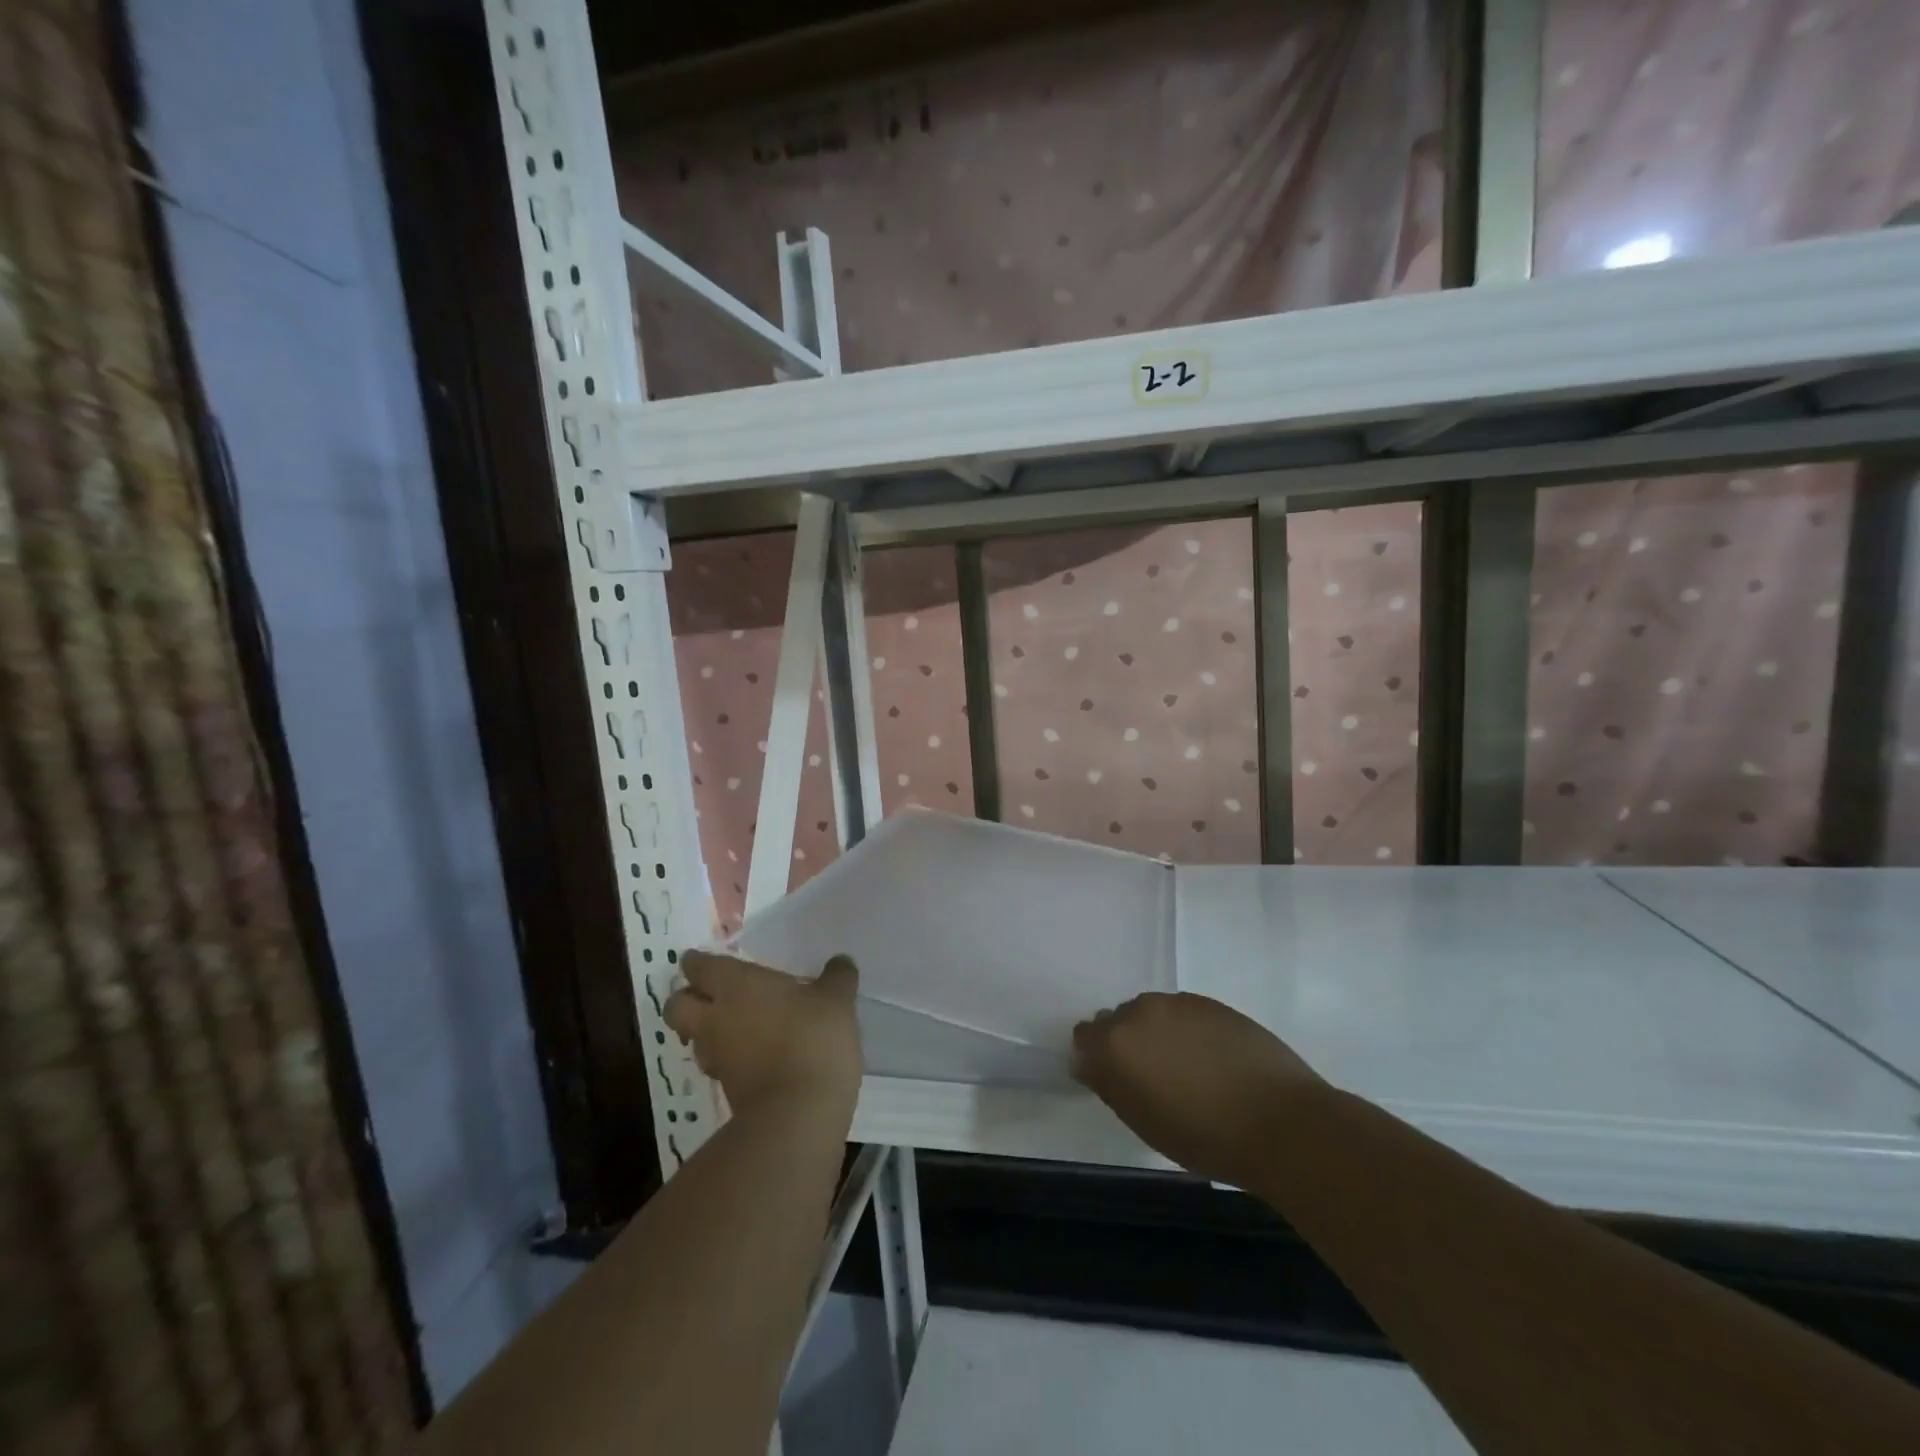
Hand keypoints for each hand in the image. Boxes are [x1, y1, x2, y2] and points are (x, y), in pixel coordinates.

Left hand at [664, 952, 862, 1116]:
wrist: (799, 1113)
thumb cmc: (813, 1038)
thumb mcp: (837, 999)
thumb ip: (837, 976)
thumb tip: (840, 962)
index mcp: (735, 985)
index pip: (697, 966)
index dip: (697, 962)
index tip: (703, 959)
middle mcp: (715, 1018)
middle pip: (676, 1006)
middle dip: (687, 998)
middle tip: (711, 993)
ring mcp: (718, 1058)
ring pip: (695, 1038)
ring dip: (707, 1030)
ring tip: (736, 1025)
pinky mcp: (728, 1091)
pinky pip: (719, 1065)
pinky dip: (730, 1058)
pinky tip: (756, 1054)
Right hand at [1072, 992, 1324, 1189]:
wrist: (1281, 1122)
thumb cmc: (1204, 1136)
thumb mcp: (1143, 1122)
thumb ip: (1109, 1085)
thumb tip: (1087, 1063)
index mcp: (1116, 1042)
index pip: (1085, 1035)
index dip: (1094, 1057)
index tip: (1113, 1080)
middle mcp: (1141, 1011)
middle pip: (1118, 1019)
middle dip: (1126, 1043)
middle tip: (1151, 1078)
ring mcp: (1179, 1003)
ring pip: (1152, 1013)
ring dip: (1157, 1033)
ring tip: (1185, 1069)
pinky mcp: (1211, 1002)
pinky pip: (1183, 1012)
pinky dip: (1186, 1030)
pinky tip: (1210, 1060)